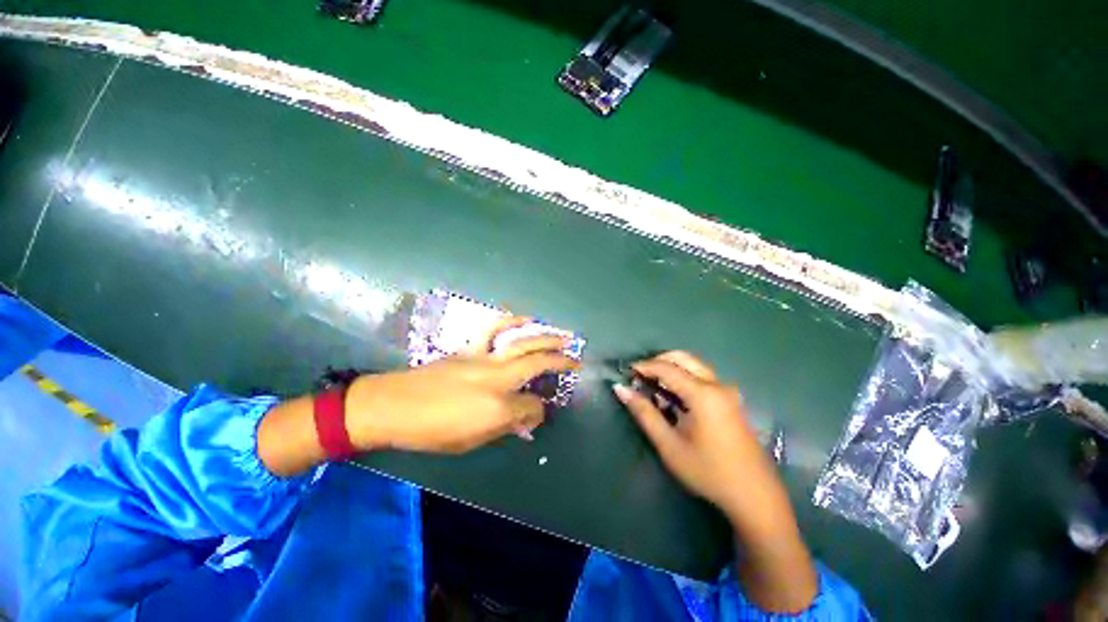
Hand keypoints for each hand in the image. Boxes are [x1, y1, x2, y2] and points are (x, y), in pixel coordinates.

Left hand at [346, 316, 578, 453]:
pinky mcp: (470, 349)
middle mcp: (497, 378)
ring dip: (546, 338)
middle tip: (577, 360)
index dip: (539, 410)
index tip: (540, 412)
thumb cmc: (431, 431)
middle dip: (560, 362)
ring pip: (522, 342)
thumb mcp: (470, 440)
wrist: (393, 405)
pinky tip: (524, 318)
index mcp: (497, 407)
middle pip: (536, 364)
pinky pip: (494, 330)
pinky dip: (511, 321)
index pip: (532, 406)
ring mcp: (484, 358)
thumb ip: (503, 426)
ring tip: (563, 336)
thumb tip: (525, 417)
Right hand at [612, 351, 783, 529]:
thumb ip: (644, 413)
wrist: (754, 495)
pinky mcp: (731, 400)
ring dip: (671, 369)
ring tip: (653, 386)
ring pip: (694, 366)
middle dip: (658, 361)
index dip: (643, 366)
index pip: (667, 368)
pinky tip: (674, 398)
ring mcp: (727, 391)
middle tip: (639, 376)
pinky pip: (703, 378)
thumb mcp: (669, 445)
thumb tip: (621, 389)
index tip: (626, 372)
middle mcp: (717, 385)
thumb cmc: (708, 471)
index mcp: (703, 394)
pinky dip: (684, 378)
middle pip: (683, 358)